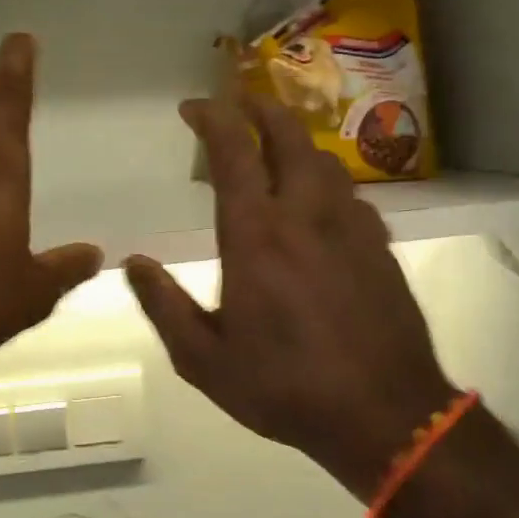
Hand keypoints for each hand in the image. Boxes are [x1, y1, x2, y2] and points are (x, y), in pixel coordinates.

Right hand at [125, 96, 461, 500]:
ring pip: (322, 159)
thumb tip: (132, 264)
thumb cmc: (286, 387)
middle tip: (237, 102)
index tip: (192, 108)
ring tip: (273, 149)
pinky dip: (324, 181)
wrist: (387, 415)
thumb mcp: (205, 360)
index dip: (211, 118)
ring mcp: (350, 225)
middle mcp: (305, 214)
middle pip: (287, 135)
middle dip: (259, 107)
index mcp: (256, 235)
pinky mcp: (380, 244)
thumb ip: (164, 306)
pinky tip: (317, 205)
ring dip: (293, 142)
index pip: (232, 152)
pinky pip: (349, 193)